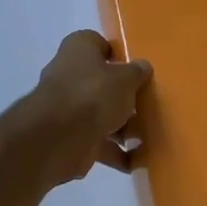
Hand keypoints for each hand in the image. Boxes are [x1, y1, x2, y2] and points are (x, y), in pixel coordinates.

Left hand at [20, 30, 152, 183]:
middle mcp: (68, 74)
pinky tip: (136, 161)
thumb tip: (142, 67)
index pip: (98, 44)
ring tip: (147, 137)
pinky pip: (97, 142)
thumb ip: (136, 72)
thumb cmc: (93, 94)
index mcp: (78, 49)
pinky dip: (114, 152)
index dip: (118, 56)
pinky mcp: (68, 137)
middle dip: (123, 97)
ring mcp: (66, 108)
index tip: (137, 71)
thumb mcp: (125, 78)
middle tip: (147, 106)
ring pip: (99, 114)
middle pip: (101, 82)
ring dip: (122, 127)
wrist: (58, 137)